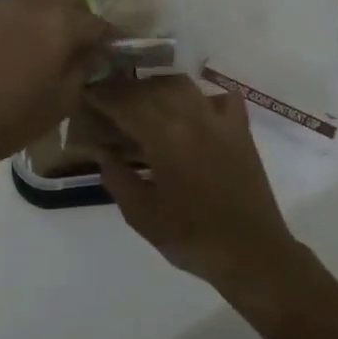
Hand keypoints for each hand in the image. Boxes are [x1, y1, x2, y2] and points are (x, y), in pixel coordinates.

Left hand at [0, 0, 112, 165]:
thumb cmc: (16, 118)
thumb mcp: (65, 101)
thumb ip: (83, 68)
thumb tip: (89, 52)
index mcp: (62, 24)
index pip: (96, 23)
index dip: (106, 37)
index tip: (109, 49)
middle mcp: (34, 3)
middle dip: (76, 13)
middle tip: (73, 39)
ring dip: (41, 2)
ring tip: (36, 26)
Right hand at [84, 75, 307, 302]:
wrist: (252, 253)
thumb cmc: (191, 238)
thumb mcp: (142, 215)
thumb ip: (117, 177)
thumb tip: (102, 150)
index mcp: (164, 136)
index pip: (124, 103)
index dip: (102, 96)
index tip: (85, 94)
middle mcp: (191, 116)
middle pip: (151, 88)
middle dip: (125, 90)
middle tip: (106, 99)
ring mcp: (219, 120)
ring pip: (181, 86)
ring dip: (157, 87)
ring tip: (141, 100)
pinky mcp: (240, 129)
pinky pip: (220, 97)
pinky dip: (201, 96)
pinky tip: (191, 108)